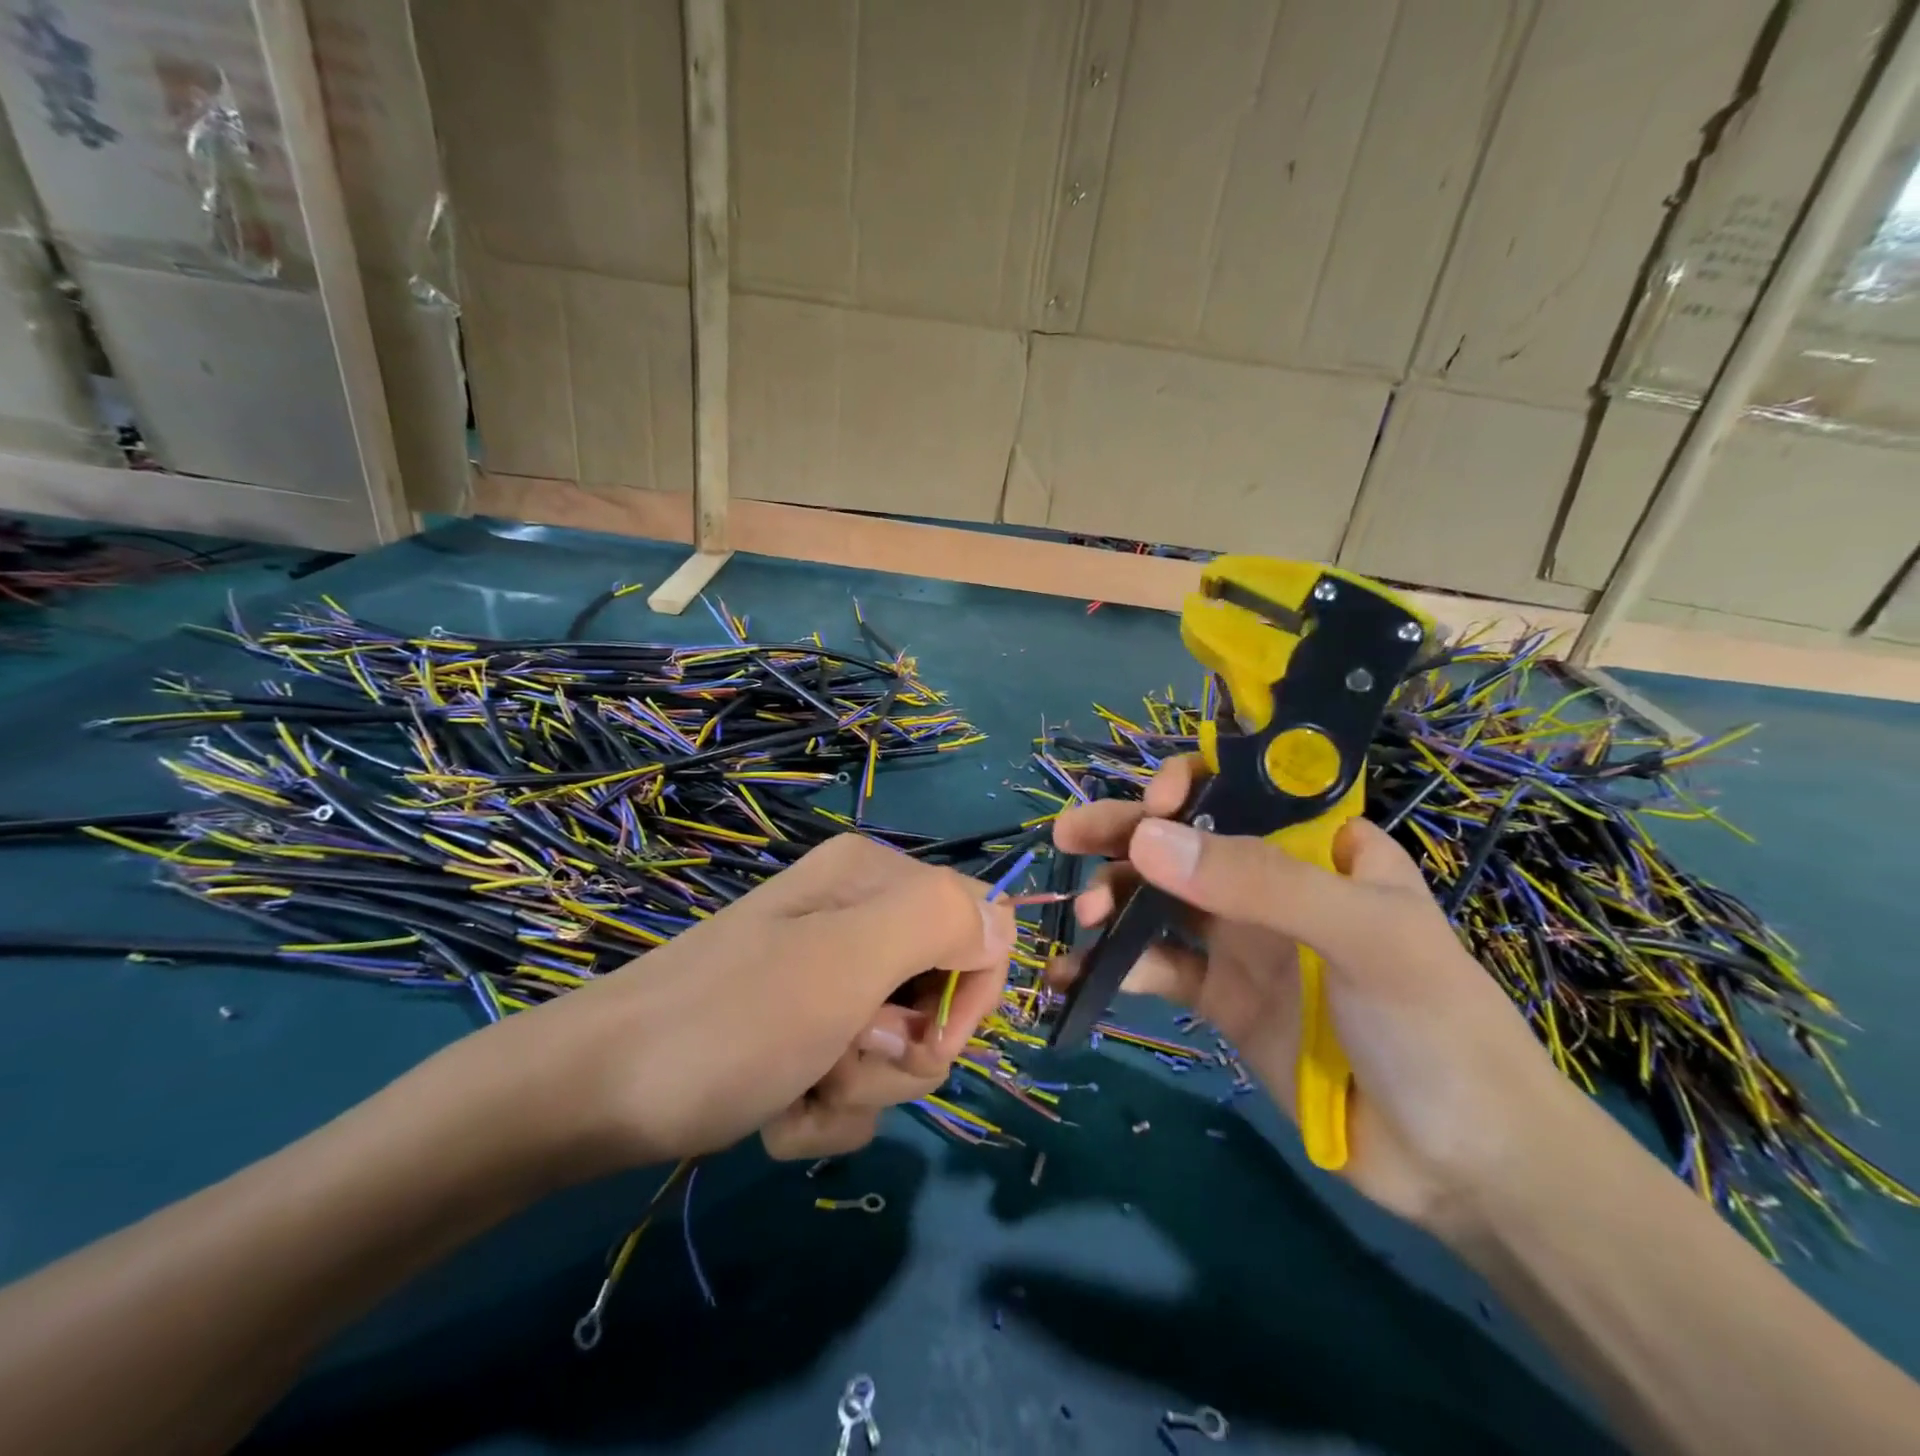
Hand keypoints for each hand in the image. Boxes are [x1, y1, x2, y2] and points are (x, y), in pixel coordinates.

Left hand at [458, 834, 1016, 1176]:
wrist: (592, 1093)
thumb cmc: (728, 1022)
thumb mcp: (843, 963)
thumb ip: (938, 922)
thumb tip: (1002, 922)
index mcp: (874, 878)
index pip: (983, 925)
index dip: (969, 997)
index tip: (923, 1043)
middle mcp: (857, 914)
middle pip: (942, 995)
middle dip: (901, 1055)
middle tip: (840, 1061)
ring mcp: (828, 973)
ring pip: (901, 1050)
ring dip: (859, 1091)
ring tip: (798, 1088)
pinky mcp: (803, 1025)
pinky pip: (855, 1078)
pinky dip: (825, 1109)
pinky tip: (777, 1110)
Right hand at [1052, 756, 1578, 1232]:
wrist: (1463, 1164)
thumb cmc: (1435, 1025)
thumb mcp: (1363, 936)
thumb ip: (1258, 882)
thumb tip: (1145, 838)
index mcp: (1319, 847)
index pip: (1244, 789)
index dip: (1193, 784)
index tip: (1156, 805)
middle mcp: (1273, 882)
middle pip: (1186, 838)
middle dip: (1127, 832)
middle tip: (1070, 836)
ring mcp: (1242, 940)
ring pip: (1160, 898)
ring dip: (1115, 897)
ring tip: (1088, 915)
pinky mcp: (1219, 996)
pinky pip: (1156, 966)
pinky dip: (1114, 965)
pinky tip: (1077, 974)